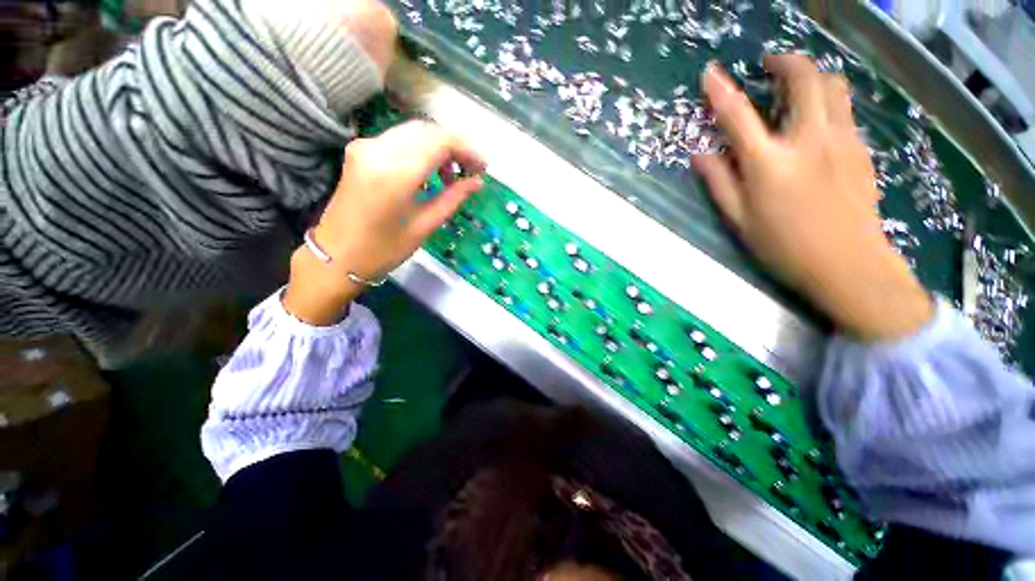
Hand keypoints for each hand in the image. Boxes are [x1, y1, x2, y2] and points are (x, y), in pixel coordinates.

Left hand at [284, 120, 485, 324]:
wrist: (336, 256)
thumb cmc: (383, 249)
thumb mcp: (424, 226)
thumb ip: (452, 198)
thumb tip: (477, 182)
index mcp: (396, 173)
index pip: (440, 141)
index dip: (467, 149)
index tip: (482, 167)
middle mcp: (378, 149)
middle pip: (427, 131)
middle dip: (455, 146)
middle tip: (470, 171)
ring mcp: (365, 146)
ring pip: (413, 132)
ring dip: (438, 147)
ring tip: (451, 176)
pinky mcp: (359, 150)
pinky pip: (398, 140)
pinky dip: (420, 150)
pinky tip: (429, 171)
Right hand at [694, 55, 932, 340]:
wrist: (848, 265)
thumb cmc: (784, 246)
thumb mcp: (739, 219)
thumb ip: (718, 182)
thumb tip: (700, 154)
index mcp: (770, 163)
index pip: (738, 116)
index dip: (721, 91)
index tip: (710, 73)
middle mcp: (809, 140)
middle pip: (805, 78)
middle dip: (785, 61)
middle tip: (769, 64)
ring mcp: (842, 141)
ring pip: (834, 86)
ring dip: (812, 77)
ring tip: (795, 87)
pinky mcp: (861, 149)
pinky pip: (845, 110)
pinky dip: (827, 102)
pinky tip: (815, 122)